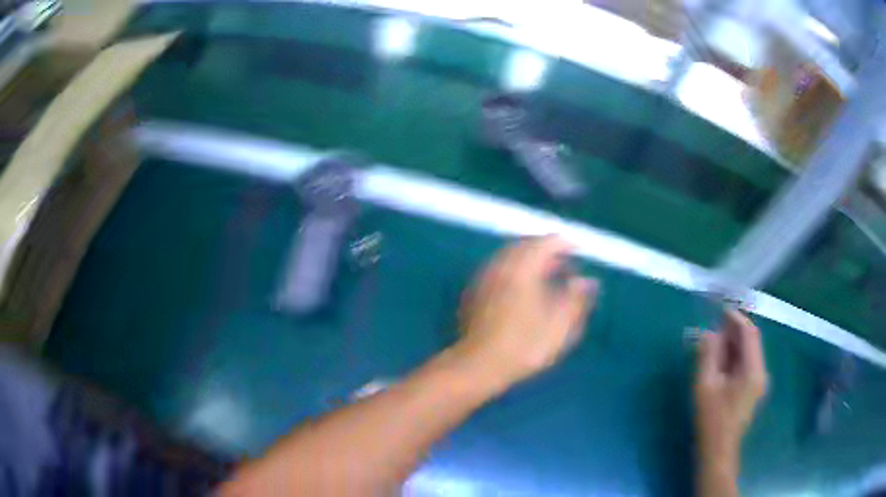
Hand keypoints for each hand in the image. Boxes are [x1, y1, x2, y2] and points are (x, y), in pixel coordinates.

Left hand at [453, 236, 597, 393]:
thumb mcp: (560, 325)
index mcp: (522, 267)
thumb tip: (586, 281)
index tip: (579, 253)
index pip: (546, 242)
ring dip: (531, 262)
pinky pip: (500, 271)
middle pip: (526, 246)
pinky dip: (516, 273)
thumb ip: (576, 299)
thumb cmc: (524, 346)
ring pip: (511, 258)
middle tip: (565, 267)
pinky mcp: (475, 292)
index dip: (565, 244)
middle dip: (548, 252)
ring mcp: (484, 278)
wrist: (478, 366)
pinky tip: (525, 294)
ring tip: (549, 281)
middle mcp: (500, 265)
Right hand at [694, 309, 768, 467]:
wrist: (718, 451)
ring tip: (713, 340)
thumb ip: (708, 356)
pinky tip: (719, 359)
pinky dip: (734, 356)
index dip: (736, 319)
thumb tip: (708, 333)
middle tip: (714, 325)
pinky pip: (745, 363)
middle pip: (751, 341)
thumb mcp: (705, 386)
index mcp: (753, 370)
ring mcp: (757, 381)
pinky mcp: (751, 389)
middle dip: (734, 330)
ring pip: (748, 352)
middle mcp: (760, 372)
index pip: (749, 333)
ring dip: (733, 343)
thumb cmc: (711, 419)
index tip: (720, 310)